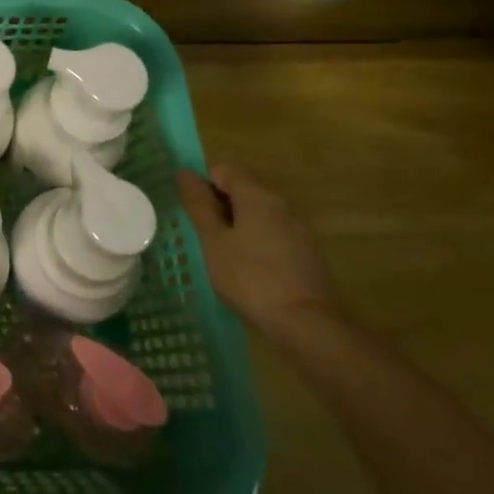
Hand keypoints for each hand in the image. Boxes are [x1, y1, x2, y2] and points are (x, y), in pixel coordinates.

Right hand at [178, 162, 342, 340]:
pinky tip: (254, 272)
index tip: (200, 217)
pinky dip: (259, 242)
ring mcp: (299, 228)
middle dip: (222, 206)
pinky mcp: (308, 252)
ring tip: (229, 258)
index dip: (206, 186)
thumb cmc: (250, 277)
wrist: (307, 324)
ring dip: (240, 225)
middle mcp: (281, 203)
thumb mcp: (213, 241)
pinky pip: (275, 233)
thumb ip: (199, 204)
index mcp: (257, 195)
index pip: (224, 169)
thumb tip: (184, 172)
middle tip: (209, 238)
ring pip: (260, 213)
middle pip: (244, 189)